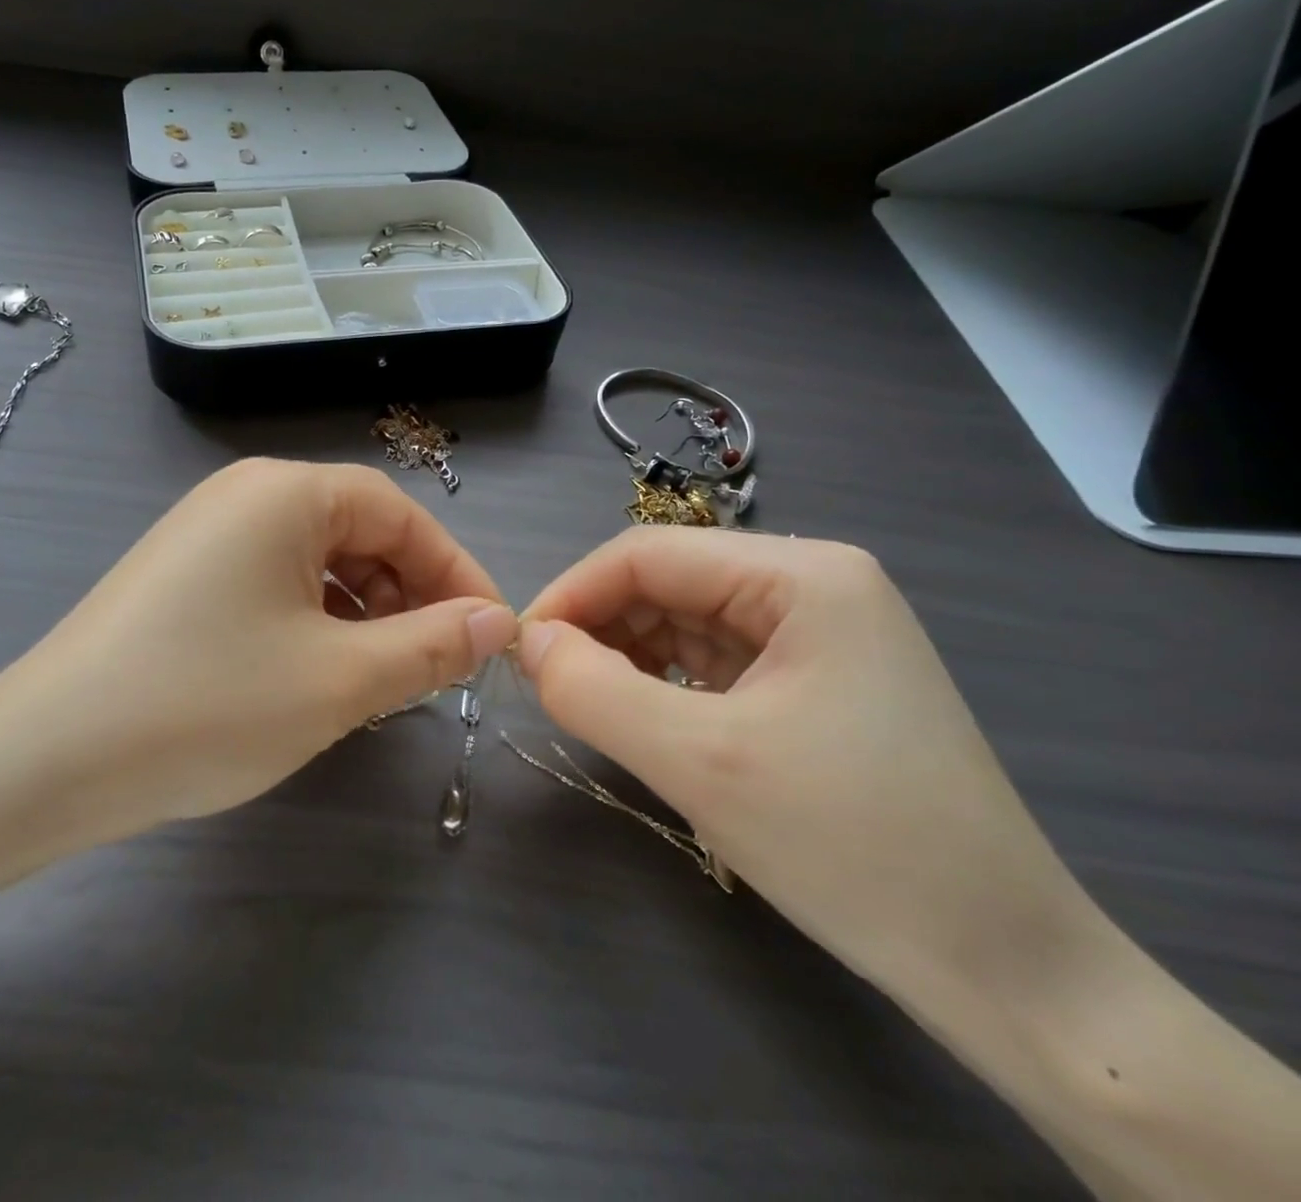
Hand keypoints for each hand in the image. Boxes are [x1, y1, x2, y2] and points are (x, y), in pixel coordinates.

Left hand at [0, 459, 515, 868]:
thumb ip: (430, 646)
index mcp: (284, 492)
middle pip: (356, 530)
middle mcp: (243, 495)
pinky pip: (272, 583)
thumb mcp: (339, 680)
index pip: (399, 512)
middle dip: (406, 594)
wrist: (46, 760)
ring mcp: (205, 533)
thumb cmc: (208, 704)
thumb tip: (496, 622)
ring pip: (315, 561)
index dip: (454, 571)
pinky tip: (315, 674)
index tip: (490, 634)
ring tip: (377, 678)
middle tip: (433, 665)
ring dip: (361, 613)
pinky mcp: (182, 575)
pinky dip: (312, 621)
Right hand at [516, 529, 1091, 1003]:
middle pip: (668, 581)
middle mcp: (814, 585)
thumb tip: (529, 642)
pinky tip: (643, 715)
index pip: (648, 554)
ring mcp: (821, 633)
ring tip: (588, 702)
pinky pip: (715, 659)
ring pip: (686, 620)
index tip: (519, 651)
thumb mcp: (699, 764)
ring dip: (627, 654)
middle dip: (600, 625)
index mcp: (802, 575)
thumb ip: (592, 690)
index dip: (571, 594)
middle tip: (546, 684)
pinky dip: (664, 681)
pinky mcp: (817, 680)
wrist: (1009, 974)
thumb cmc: (855, 849)